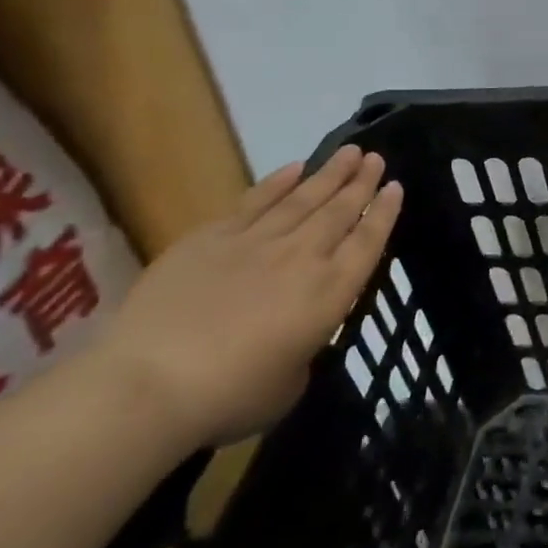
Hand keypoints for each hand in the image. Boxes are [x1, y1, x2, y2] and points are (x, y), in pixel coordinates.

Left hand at [88, 146, 402, 446]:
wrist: (150, 384)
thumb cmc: (230, 397)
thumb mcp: (289, 384)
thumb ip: (302, 351)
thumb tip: (293, 340)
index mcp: (330, 292)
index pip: (368, 242)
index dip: (384, 213)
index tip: (396, 187)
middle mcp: (303, 257)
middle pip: (340, 210)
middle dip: (361, 182)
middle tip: (376, 157)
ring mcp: (256, 243)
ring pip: (303, 198)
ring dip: (329, 173)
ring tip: (350, 151)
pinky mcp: (211, 239)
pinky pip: (254, 202)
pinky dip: (277, 183)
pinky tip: (293, 168)